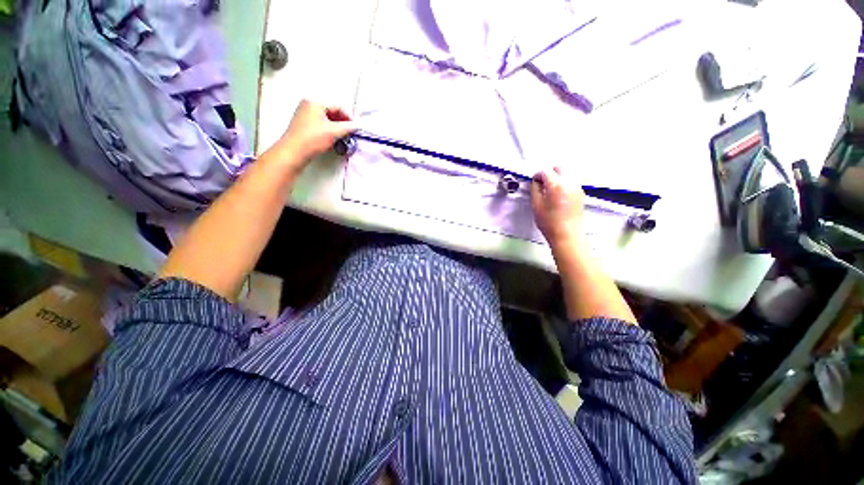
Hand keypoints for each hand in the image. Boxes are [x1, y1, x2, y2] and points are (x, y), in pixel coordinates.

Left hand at [277, 100, 357, 168]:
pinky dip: (329, 132)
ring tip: (342, 138)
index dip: (349, 118)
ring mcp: (304, 116)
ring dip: (336, 129)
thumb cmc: (313, 138)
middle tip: (350, 134)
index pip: (338, 107)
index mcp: (314, 102)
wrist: (295, 152)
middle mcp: (308, 106)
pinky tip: (332, 141)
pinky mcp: (303, 127)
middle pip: (332, 114)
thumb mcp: (334, 131)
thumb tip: (356, 126)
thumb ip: (348, 127)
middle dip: (342, 124)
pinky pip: (321, 126)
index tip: (355, 128)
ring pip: (327, 121)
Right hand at [531, 166, 584, 248]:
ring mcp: (577, 188)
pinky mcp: (581, 194)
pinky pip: (571, 182)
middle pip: (559, 168)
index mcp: (557, 185)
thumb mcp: (536, 205)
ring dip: (557, 178)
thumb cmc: (550, 223)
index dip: (538, 175)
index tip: (534, 181)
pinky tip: (558, 195)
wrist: (567, 235)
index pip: (546, 171)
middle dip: (549, 173)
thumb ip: (535, 190)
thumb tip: (536, 182)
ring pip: (567, 174)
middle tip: (542, 183)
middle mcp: (569, 183)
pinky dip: (564, 184)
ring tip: (550, 190)